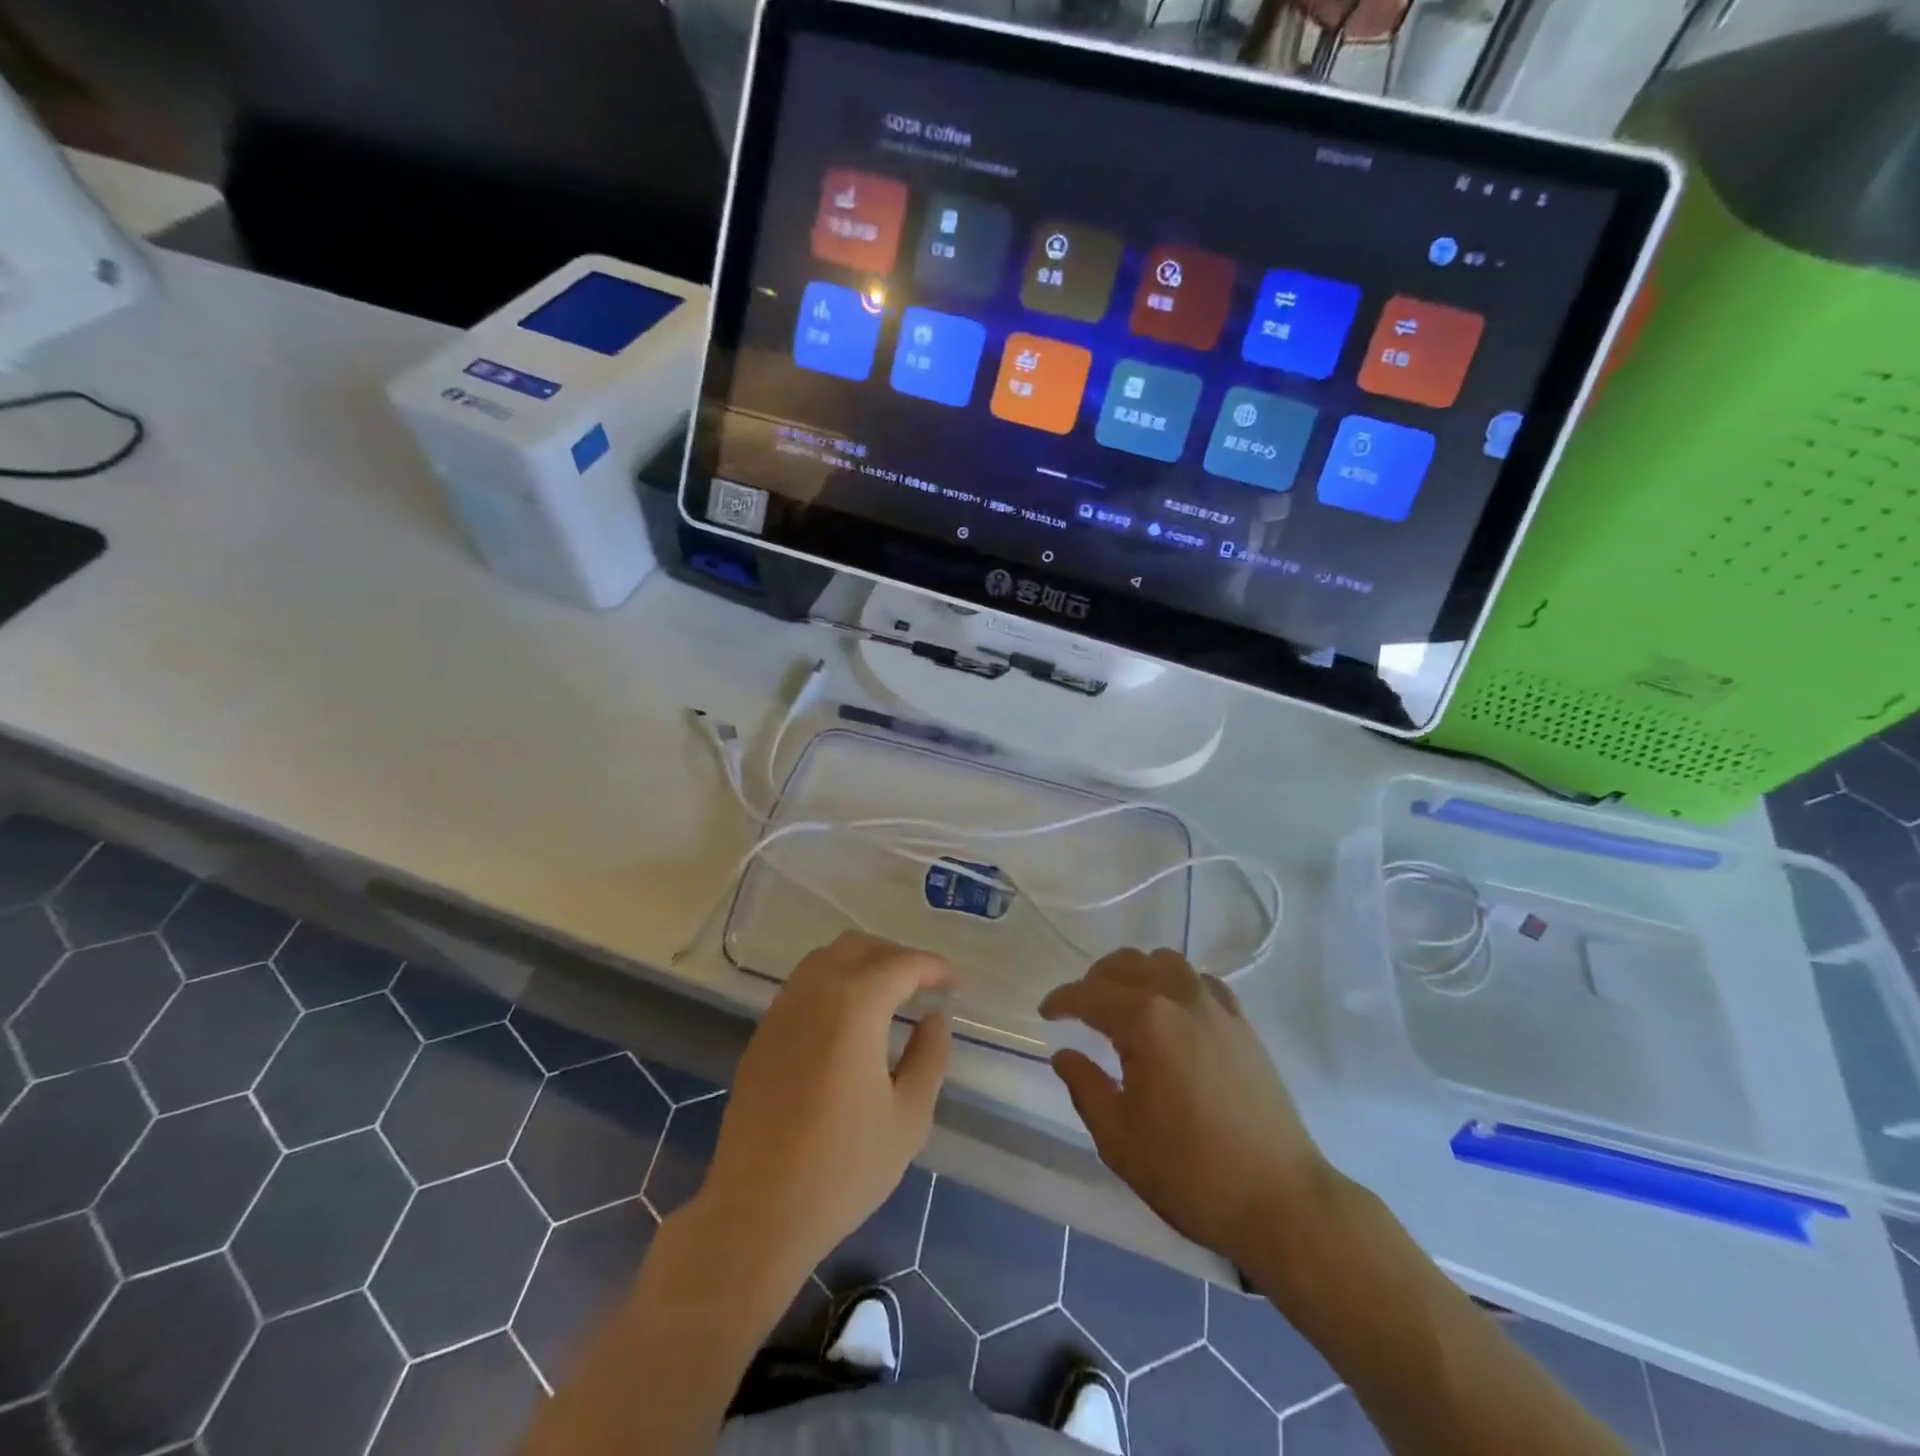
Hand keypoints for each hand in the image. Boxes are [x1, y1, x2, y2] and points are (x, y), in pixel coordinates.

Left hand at [697, 932, 952, 1276]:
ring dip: (862, 964)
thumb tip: (934, 1018)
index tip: (958, 985)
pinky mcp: (762, 1035)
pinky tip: (848, 1021)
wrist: (757, 1212)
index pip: (901, 964)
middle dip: (897, 957)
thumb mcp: (908, 1117)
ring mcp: (781, 1012)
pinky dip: (834, 983)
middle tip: (926, 986)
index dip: (935, 968)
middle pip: (859, 947)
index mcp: (854, 1006)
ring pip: (825, 959)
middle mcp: (814, 994)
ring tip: (890, 996)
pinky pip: (803, 985)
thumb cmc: (843, 1168)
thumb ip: (929, 1056)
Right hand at [1040, 949, 1340, 1268]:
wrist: (1279, 1200)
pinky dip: (1175, 982)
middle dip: (1095, 980)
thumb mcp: (1119, 1139)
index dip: (1062, 1000)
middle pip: (1127, 964)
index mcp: (1146, 1022)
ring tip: (1124, 1003)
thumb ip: (1085, 1087)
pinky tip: (1172, 1011)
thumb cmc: (1190, 1172)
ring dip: (1136, 972)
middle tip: (1080, 1009)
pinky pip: (1200, 980)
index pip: (1090, 994)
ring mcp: (1217, 1007)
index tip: (1046, 1013)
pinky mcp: (1242, 1023)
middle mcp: (1180, 998)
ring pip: (1166, 962)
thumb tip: (1064, 1053)